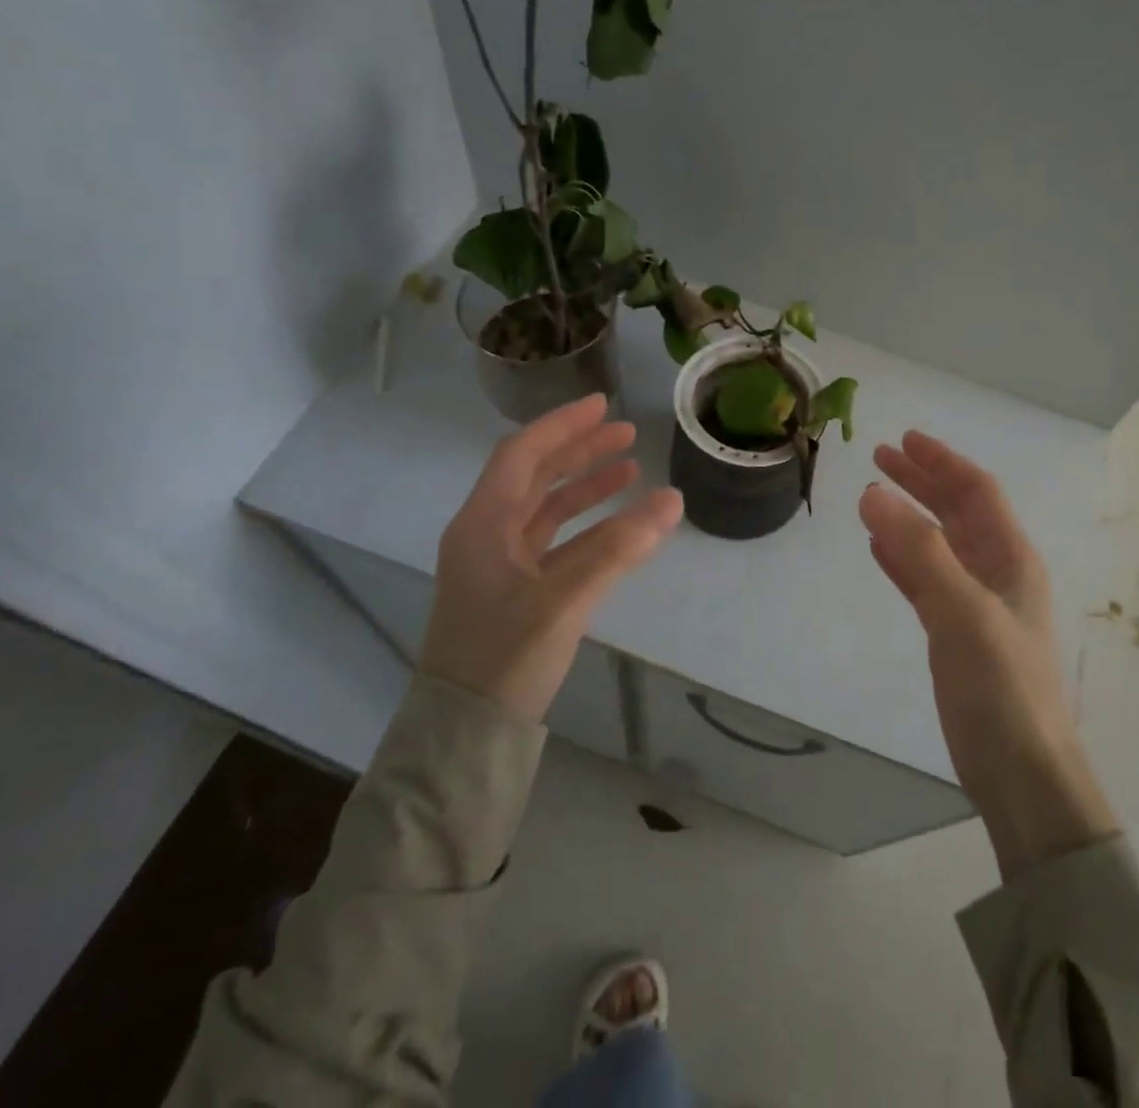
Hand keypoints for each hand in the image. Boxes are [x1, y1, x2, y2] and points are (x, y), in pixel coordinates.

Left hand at [420, 394, 682, 721]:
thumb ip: (618, 548)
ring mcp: (500, 564)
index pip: (522, 454)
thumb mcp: (563, 600)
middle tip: (627, 433)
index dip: (563, 426)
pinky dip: (586, 527)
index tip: (603, 406)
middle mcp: (486, 535)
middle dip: (579, 451)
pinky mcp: (516, 591)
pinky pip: (554, 543)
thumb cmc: (503, 657)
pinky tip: (619, 525)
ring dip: (585, 487)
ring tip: (631, 470)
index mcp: (482, 525)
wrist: (465, 732)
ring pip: (545, 509)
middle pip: (534, 476)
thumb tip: (673, 499)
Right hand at [861, 431, 1117, 878]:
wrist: (1021, 773)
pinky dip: (903, 559)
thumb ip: (919, 551)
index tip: (905, 440)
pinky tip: (879, 550)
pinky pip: (925, 580)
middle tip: (881, 458)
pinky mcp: (956, 633)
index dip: (943, 462)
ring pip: (939, 544)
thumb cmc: (1002, 686)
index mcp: (1012, 559)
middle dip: (922, 482)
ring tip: (873, 496)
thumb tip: (873, 492)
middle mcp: (997, 572)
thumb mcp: (962, 611)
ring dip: (910, 516)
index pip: (977, 492)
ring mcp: (976, 604)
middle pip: (957, 512)